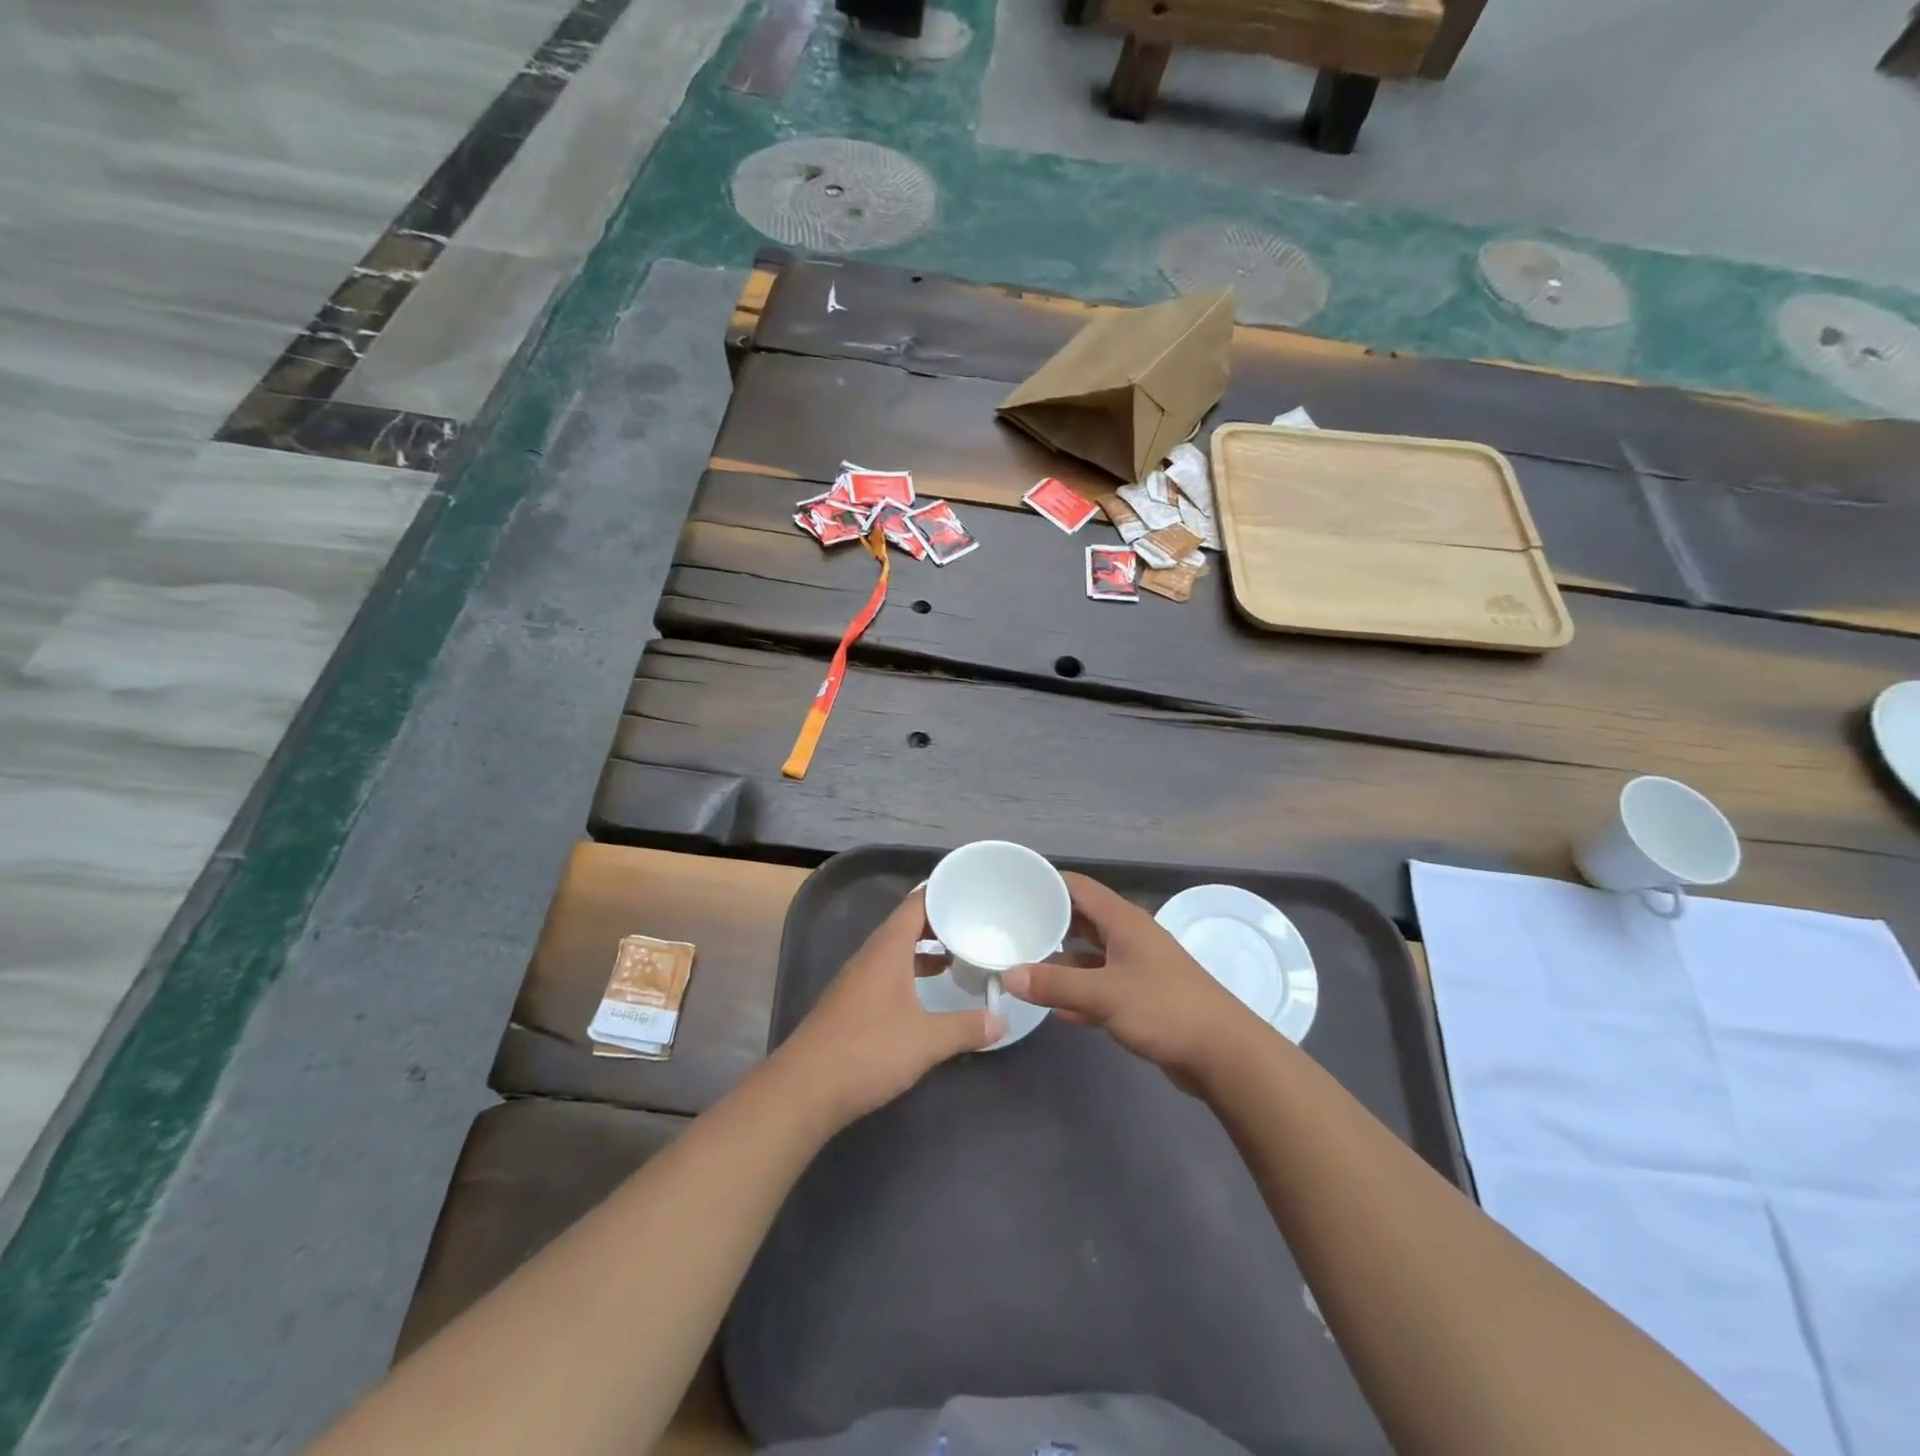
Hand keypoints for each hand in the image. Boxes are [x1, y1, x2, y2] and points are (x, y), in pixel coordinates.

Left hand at [774, 888, 1004, 1127]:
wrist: (805, 1089)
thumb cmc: (868, 1051)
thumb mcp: (927, 1040)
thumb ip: (967, 1028)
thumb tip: (1003, 1022)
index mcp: (887, 949)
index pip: (916, 904)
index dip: (942, 892)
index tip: (972, 890)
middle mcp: (870, 956)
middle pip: (906, 924)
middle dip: (939, 921)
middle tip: (974, 923)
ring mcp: (857, 979)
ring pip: (896, 950)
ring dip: (924, 949)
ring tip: (957, 954)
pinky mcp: (852, 1003)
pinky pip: (887, 971)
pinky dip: (910, 971)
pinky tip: (927, 991)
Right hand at [1004, 872, 1258, 1088]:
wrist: (1224, 1054)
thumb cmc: (1165, 1009)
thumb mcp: (1104, 994)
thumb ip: (1055, 985)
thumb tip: (1008, 976)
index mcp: (1123, 921)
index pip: (1077, 887)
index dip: (1046, 884)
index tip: (1012, 889)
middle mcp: (1129, 936)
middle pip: (1081, 920)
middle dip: (1047, 924)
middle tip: (1009, 929)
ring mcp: (1137, 967)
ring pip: (1089, 955)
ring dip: (1060, 962)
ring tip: (1021, 967)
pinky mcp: (1142, 997)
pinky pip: (1101, 986)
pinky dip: (1079, 993)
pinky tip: (1054, 1009)